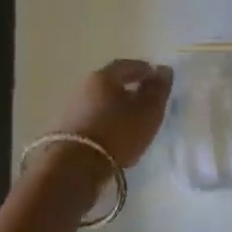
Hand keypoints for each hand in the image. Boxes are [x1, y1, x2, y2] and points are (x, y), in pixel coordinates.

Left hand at [55, 59, 174, 170]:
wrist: (76, 166)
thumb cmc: (118, 132)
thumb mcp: (148, 110)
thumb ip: (158, 89)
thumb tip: (163, 69)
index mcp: (104, 76)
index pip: (128, 65)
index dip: (145, 70)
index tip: (158, 79)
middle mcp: (84, 87)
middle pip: (111, 82)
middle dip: (130, 88)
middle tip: (147, 100)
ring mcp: (72, 109)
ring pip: (101, 101)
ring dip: (117, 106)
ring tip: (133, 121)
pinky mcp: (68, 130)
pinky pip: (94, 118)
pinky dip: (107, 121)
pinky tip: (116, 134)